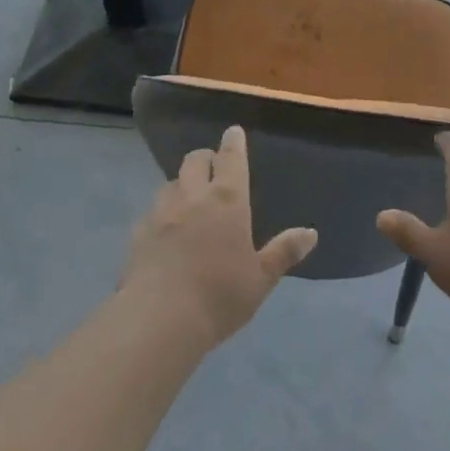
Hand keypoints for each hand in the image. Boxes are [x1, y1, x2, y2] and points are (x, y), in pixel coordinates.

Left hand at [122, 126, 317, 345]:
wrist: (160, 319)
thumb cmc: (220, 296)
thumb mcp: (260, 279)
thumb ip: (283, 252)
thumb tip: (310, 232)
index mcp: (227, 201)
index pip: (231, 158)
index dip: (233, 142)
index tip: (233, 131)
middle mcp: (193, 197)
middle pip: (195, 160)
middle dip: (206, 157)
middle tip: (213, 166)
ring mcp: (161, 212)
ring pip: (171, 182)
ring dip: (182, 183)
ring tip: (189, 198)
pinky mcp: (139, 233)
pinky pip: (152, 211)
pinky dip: (162, 213)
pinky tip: (165, 230)